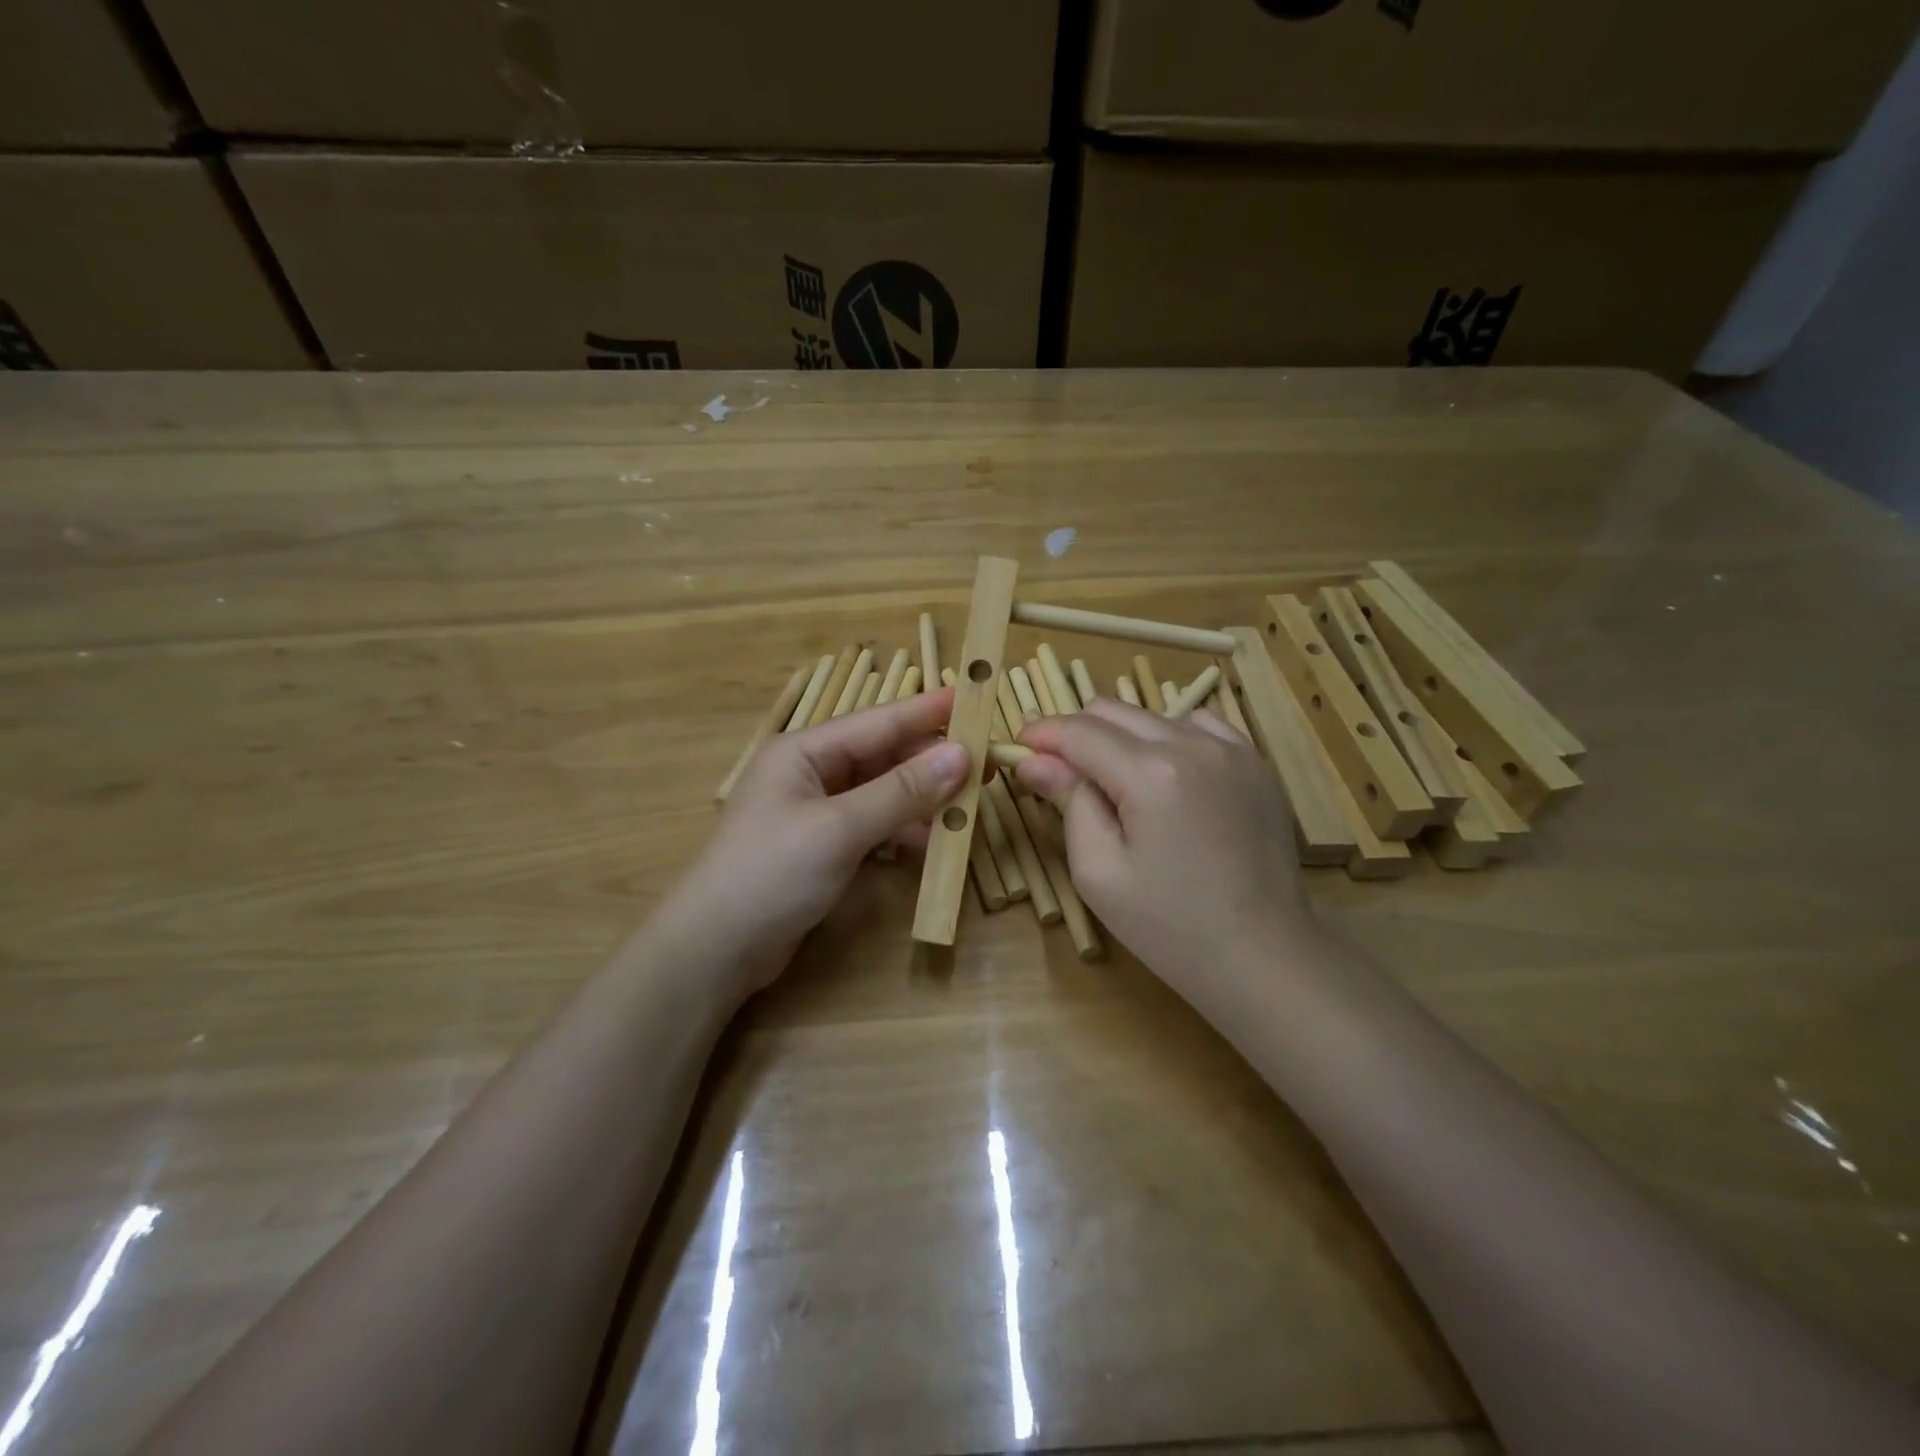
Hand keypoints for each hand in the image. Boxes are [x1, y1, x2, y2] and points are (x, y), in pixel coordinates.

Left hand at [656, 688, 969, 995]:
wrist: (713, 951)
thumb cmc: (770, 874)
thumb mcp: (839, 828)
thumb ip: (902, 791)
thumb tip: (961, 755)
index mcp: (806, 751)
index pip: (878, 721)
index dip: (928, 710)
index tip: (975, 698)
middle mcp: (812, 773)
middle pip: (884, 756)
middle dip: (931, 760)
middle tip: (985, 764)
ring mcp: (817, 812)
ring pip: (883, 793)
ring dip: (922, 799)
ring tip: (969, 805)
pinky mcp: (823, 848)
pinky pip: (874, 826)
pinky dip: (903, 831)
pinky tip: (934, 841)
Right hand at [1013, 699, 1319, 999]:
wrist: (1263, 955)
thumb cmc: (1169, 926)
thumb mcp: (1099, 871)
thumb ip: (1067, 802)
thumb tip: (1033, 760)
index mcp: (1150, 773)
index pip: (1079, 732)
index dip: (1041, 734)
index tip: (1019, 747)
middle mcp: (1193, 744)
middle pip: (1112, 711)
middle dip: (1076, 733)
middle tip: (1059, 772)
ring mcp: (1232, 749)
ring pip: (1153, 715)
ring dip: (1121, 737)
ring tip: (1117, 783)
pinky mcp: (1256, 762)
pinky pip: (1199, 725)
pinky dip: (1169, 738)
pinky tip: (1167, 777)